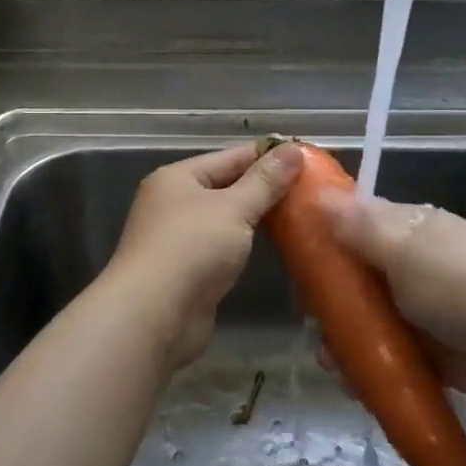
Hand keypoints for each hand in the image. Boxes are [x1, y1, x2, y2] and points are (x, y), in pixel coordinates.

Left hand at [101, 141, 303, 369]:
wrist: (153, 316)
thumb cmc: (192, 249)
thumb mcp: (234, 208)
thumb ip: (265, 181)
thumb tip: (293, 149)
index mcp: (177, 178)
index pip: (230, 157)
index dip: (268, 156)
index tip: (307, 157)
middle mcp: (174, 204)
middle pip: (227, 187)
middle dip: (266, 188)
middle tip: (312, 189)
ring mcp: (178, 239)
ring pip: (226, 219)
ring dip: (257, 218)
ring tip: (301, 215)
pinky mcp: (187, 271)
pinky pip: (223, 247)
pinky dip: (246, 244)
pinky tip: (275, 246)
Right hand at [321, 192, 465, 407]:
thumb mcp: (406, 249)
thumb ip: (361, 227)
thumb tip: (318, 195)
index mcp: (407, 231)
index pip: (354, 225)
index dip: (322, 238)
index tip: (295, 260)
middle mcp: (411, 266)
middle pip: (356, 278)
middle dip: (330, 299)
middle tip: (310, 318)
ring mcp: (422, 312)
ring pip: (369, 322)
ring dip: (346, 340)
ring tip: (331, 362)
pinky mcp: (434, 354)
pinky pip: (390, 358)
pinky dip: (371, 369)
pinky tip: (353, 384)